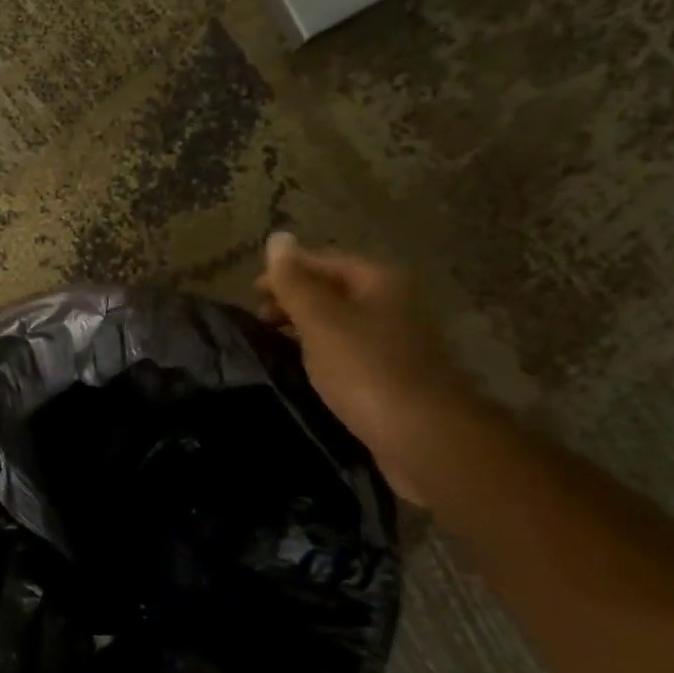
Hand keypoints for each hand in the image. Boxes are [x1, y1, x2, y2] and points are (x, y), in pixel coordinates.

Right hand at [255, 233, 478, 504]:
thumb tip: (277, 236)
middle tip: (259, 322)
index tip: (251, 295)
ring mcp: (397, 341)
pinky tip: (306, 371)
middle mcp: (394, 303)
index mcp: (380, 281)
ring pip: (342, 323)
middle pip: (335, 290)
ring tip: (275, 346)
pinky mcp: (394, 376)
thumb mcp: (321, 320)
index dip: (286, 273)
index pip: (324, 261)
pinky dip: (323, 355)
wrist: (422, 435)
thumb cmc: (366, 369)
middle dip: (295, 301)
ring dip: (307, 329)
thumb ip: (294, 281)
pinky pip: (350, 353)